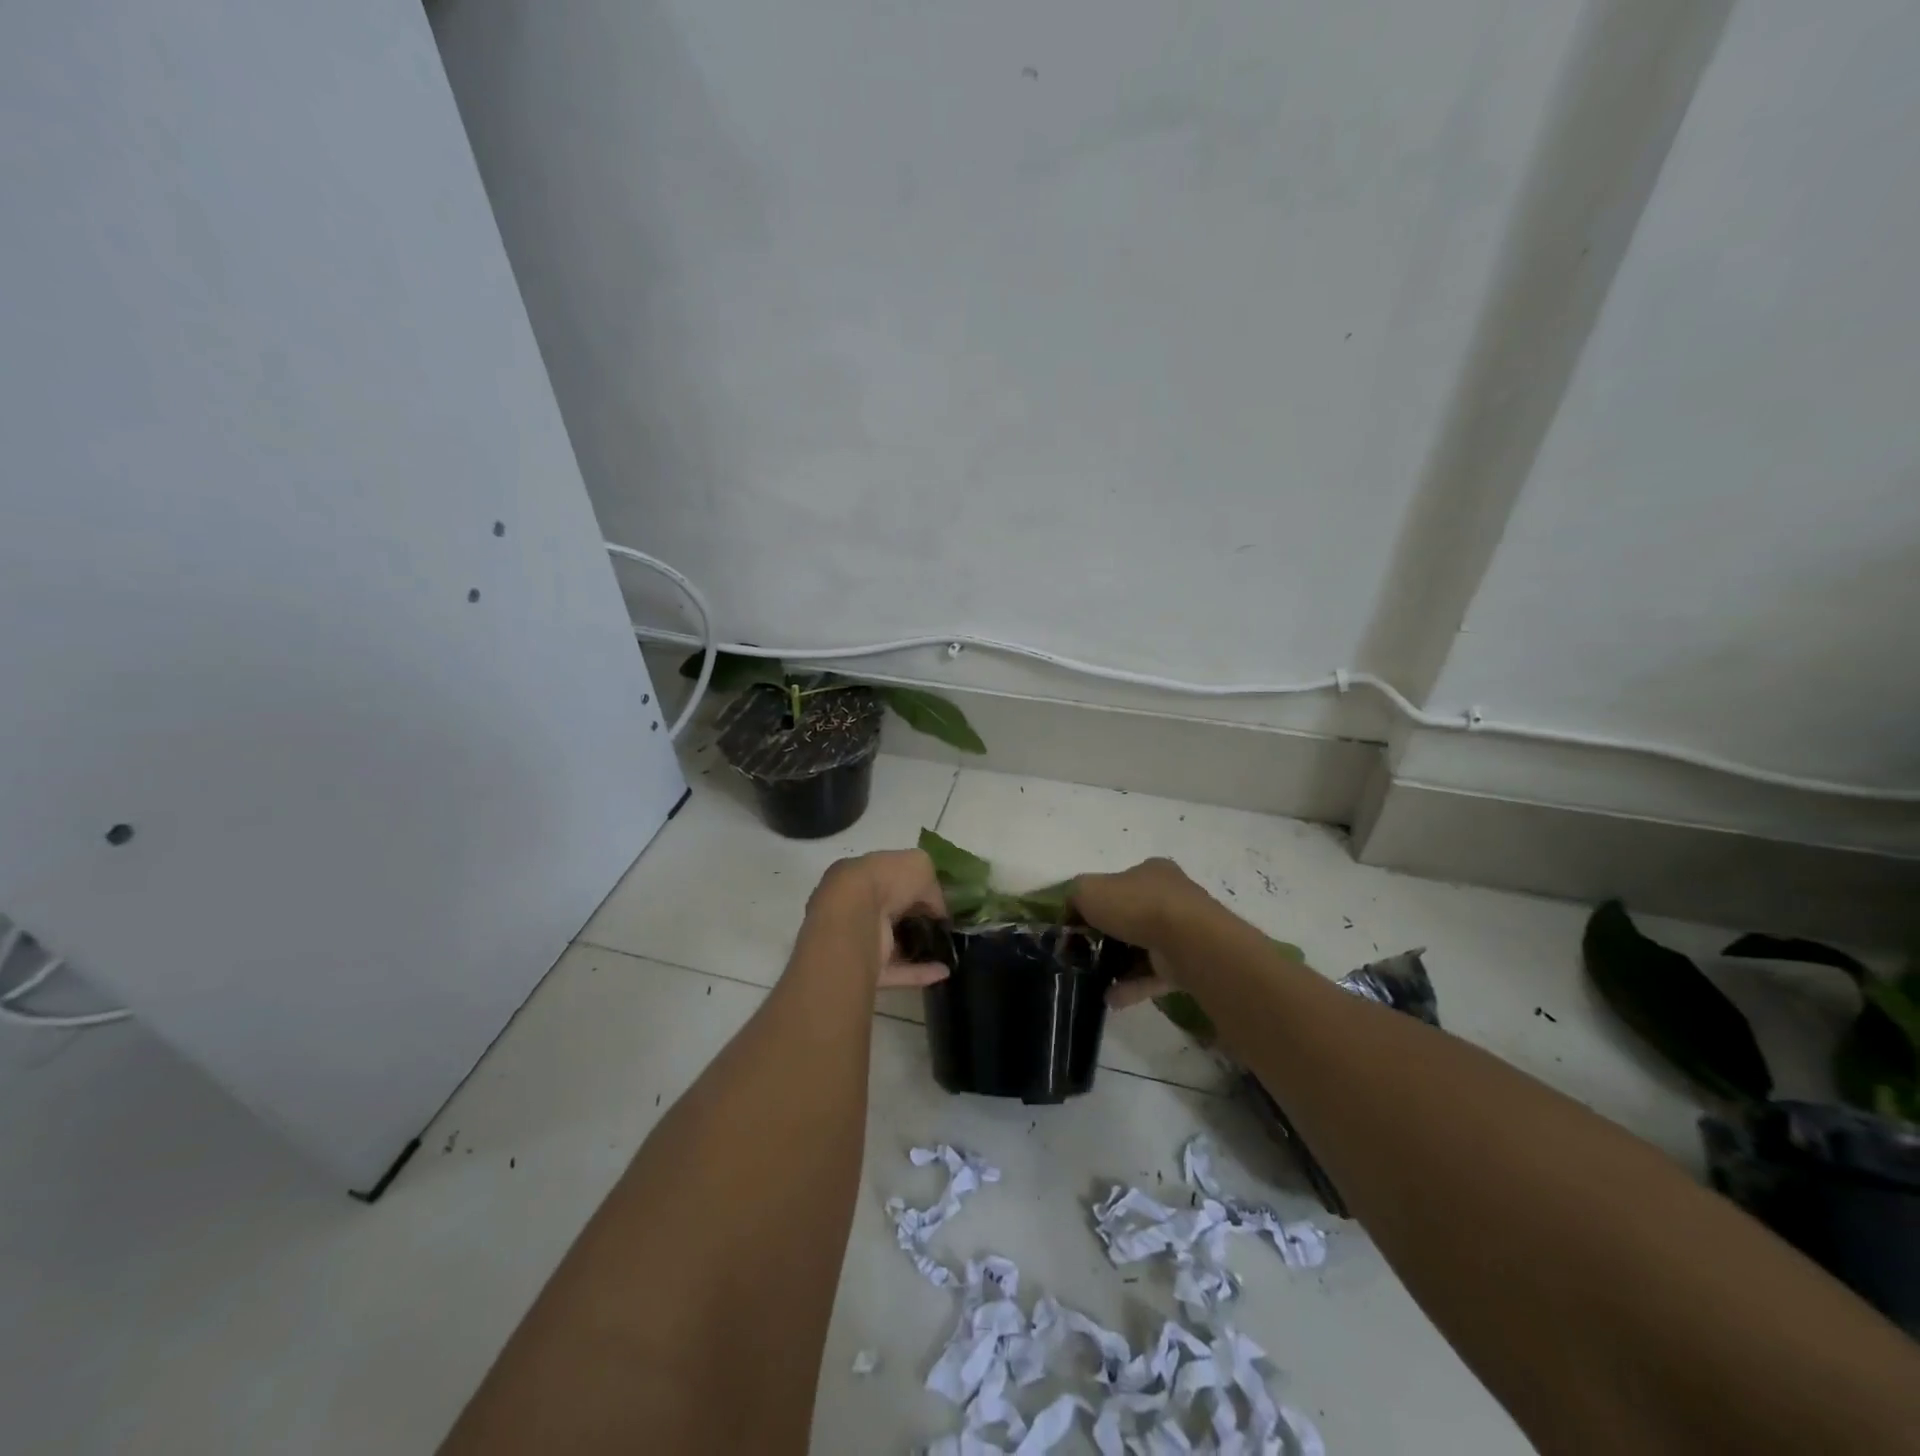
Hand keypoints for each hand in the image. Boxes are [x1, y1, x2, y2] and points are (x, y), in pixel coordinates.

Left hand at [807, 849, 950, 988]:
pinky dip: (920, 972)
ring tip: (946, 951)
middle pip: (890, 913)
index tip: (938, 900)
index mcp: (863, 875)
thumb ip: (931, 885)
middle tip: (942, 925)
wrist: (854, 918)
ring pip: (892, 944)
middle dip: (914, 919)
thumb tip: (938, 908)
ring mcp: (860, 940)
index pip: (891, 880)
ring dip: (917, 949)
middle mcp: (858, 907)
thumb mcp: (919, 866)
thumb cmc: (885, 881)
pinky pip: (897, 971)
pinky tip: (944, 971)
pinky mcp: (865, 969)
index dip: (915, 888)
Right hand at [1071, 858, 1211, 1008]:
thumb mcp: (1089, 889)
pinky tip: (1110, 998)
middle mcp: (1170, 897)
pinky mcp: (1188, 963)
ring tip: (1094, 981)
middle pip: (1131, 916)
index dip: (1096, 902)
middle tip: (1085, 953)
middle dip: (1108, 936)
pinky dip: (1132, 986)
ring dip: (1118, 965)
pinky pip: (1154, 975)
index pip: (1119, 884)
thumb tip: (1071, 913)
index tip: (1078, 923)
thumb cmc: (1136, 905)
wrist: (1187, 940)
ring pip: (1143, 948)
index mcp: (1151, 872)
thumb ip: (1074, 897)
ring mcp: (1183, 931)